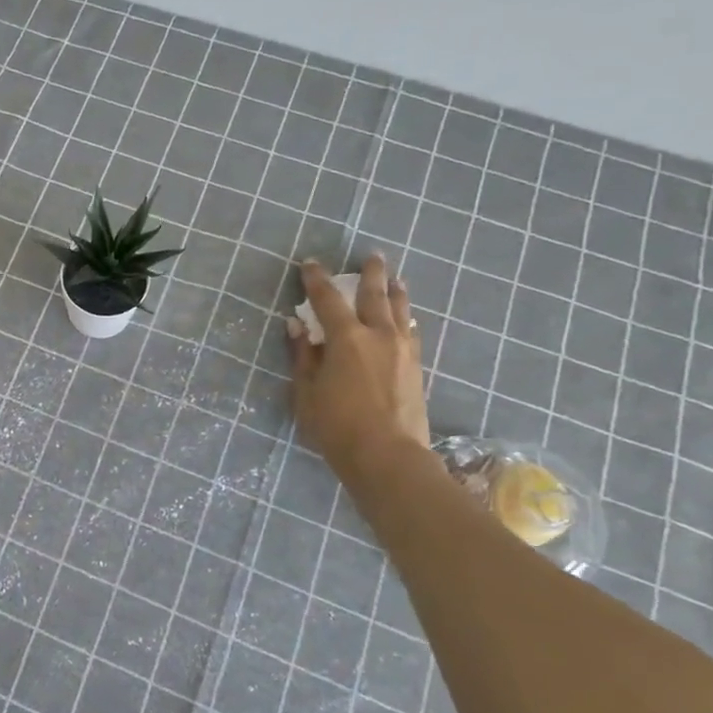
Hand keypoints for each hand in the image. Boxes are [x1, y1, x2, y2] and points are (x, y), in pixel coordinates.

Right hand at [285, 254, 430, 480]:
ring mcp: (402, 351)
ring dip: (395, 292)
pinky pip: (410, 333)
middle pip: (375, 296)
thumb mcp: (306, 392)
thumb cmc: (337, 425)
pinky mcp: (416, 368)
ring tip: (396, 279)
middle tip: (372, 255)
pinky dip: (405, 320)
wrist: (388, 456)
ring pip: (400, 311)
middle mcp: (378, 335)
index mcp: (346, 338)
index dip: (317, 279)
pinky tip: (406, 320)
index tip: (310, 263)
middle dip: (370, 274)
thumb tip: (297, 325)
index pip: (327, 299)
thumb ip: (303, 356)